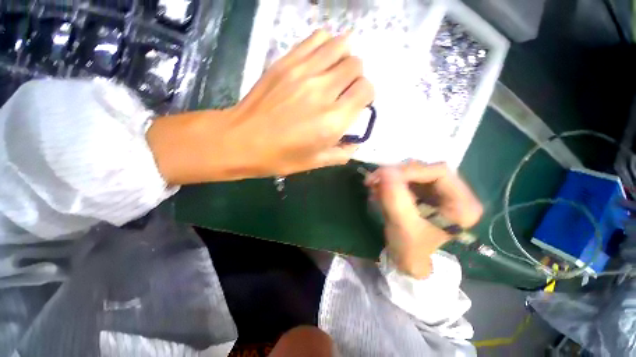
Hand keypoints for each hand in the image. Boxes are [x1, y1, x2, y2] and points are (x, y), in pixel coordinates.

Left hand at [147, 30, 373, 184]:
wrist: (242, 140)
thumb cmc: (281, 157)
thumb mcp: (316, 163)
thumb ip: (342, 153)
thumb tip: (355, 144)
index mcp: (333, 120)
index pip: (366, 89)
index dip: (366, 95)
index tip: (357, 103)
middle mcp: (323, 91)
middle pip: (356, 65)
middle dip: (357, 77)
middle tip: (345, 90)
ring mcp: (303, 72)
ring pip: (340, 45)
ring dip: (345, 58)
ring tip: (336, 73)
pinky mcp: (286, 61)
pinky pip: (316, 39)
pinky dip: (326, 45)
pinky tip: (321, 59)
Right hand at [365, 162, 482, 278]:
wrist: (406, 259)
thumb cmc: (409, 247)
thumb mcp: (402, 224)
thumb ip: (395, 196)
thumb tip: (385, 170)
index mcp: (463, 205)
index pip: (439, 172)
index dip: (410, 170)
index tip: (384, 176)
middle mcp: (455, 193)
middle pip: (425, 169)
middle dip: (397, 173)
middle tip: (374, 179)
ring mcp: (438, 191)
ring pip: (413, 172)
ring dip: (390, 177)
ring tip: (374, 186)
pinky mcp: (424, 192)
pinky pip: (406, 179)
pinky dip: (390, 182)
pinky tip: (378, 189)